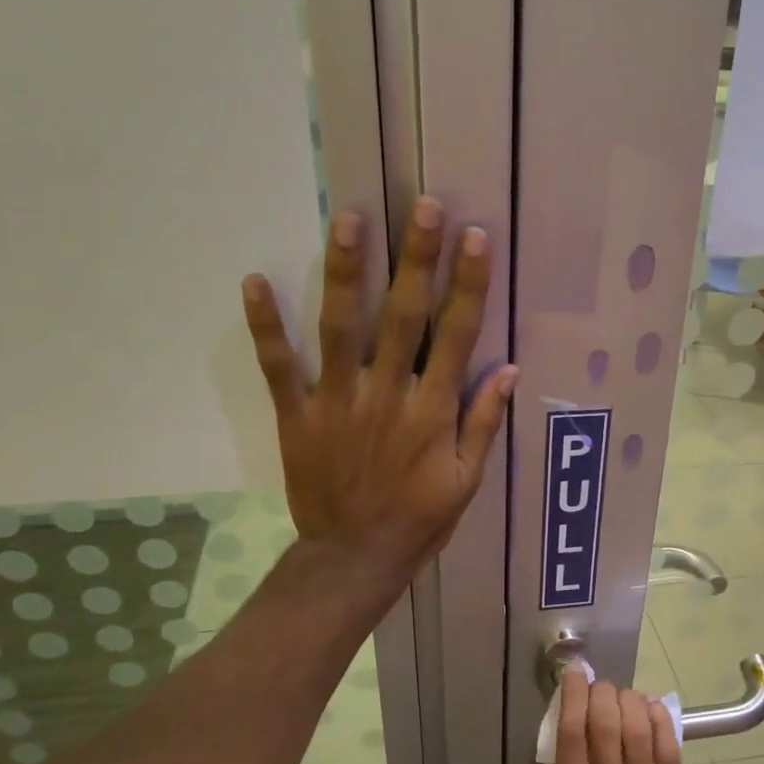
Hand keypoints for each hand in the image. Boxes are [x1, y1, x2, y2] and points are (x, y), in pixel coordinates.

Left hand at [242, 196, 516, 586]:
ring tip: (349, 218)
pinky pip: (279, 367)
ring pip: (342, 328)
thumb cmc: (419, 520)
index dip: (467, 285)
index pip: (456, 336)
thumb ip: (485, 423)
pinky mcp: (298, 416)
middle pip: (404, 318)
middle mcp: (387, 396)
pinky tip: (255, 280)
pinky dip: (265, 326)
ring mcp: (338, 402)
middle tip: (423, 205)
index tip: (473, 238)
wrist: (355, 557)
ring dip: (345, 272)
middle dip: (416, 259)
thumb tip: (509, 370)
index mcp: (432, 412)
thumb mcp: (467, 481)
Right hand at [502, 675, 714, 763]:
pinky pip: (669, 754)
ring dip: (630, 703)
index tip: (573, 675)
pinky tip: (654, 709)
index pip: (572, 737)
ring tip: (622, 693)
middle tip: (598, 682)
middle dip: (602, 693)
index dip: (572, 699)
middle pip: (606, 725)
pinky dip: (663, 725)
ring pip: (638, 732)